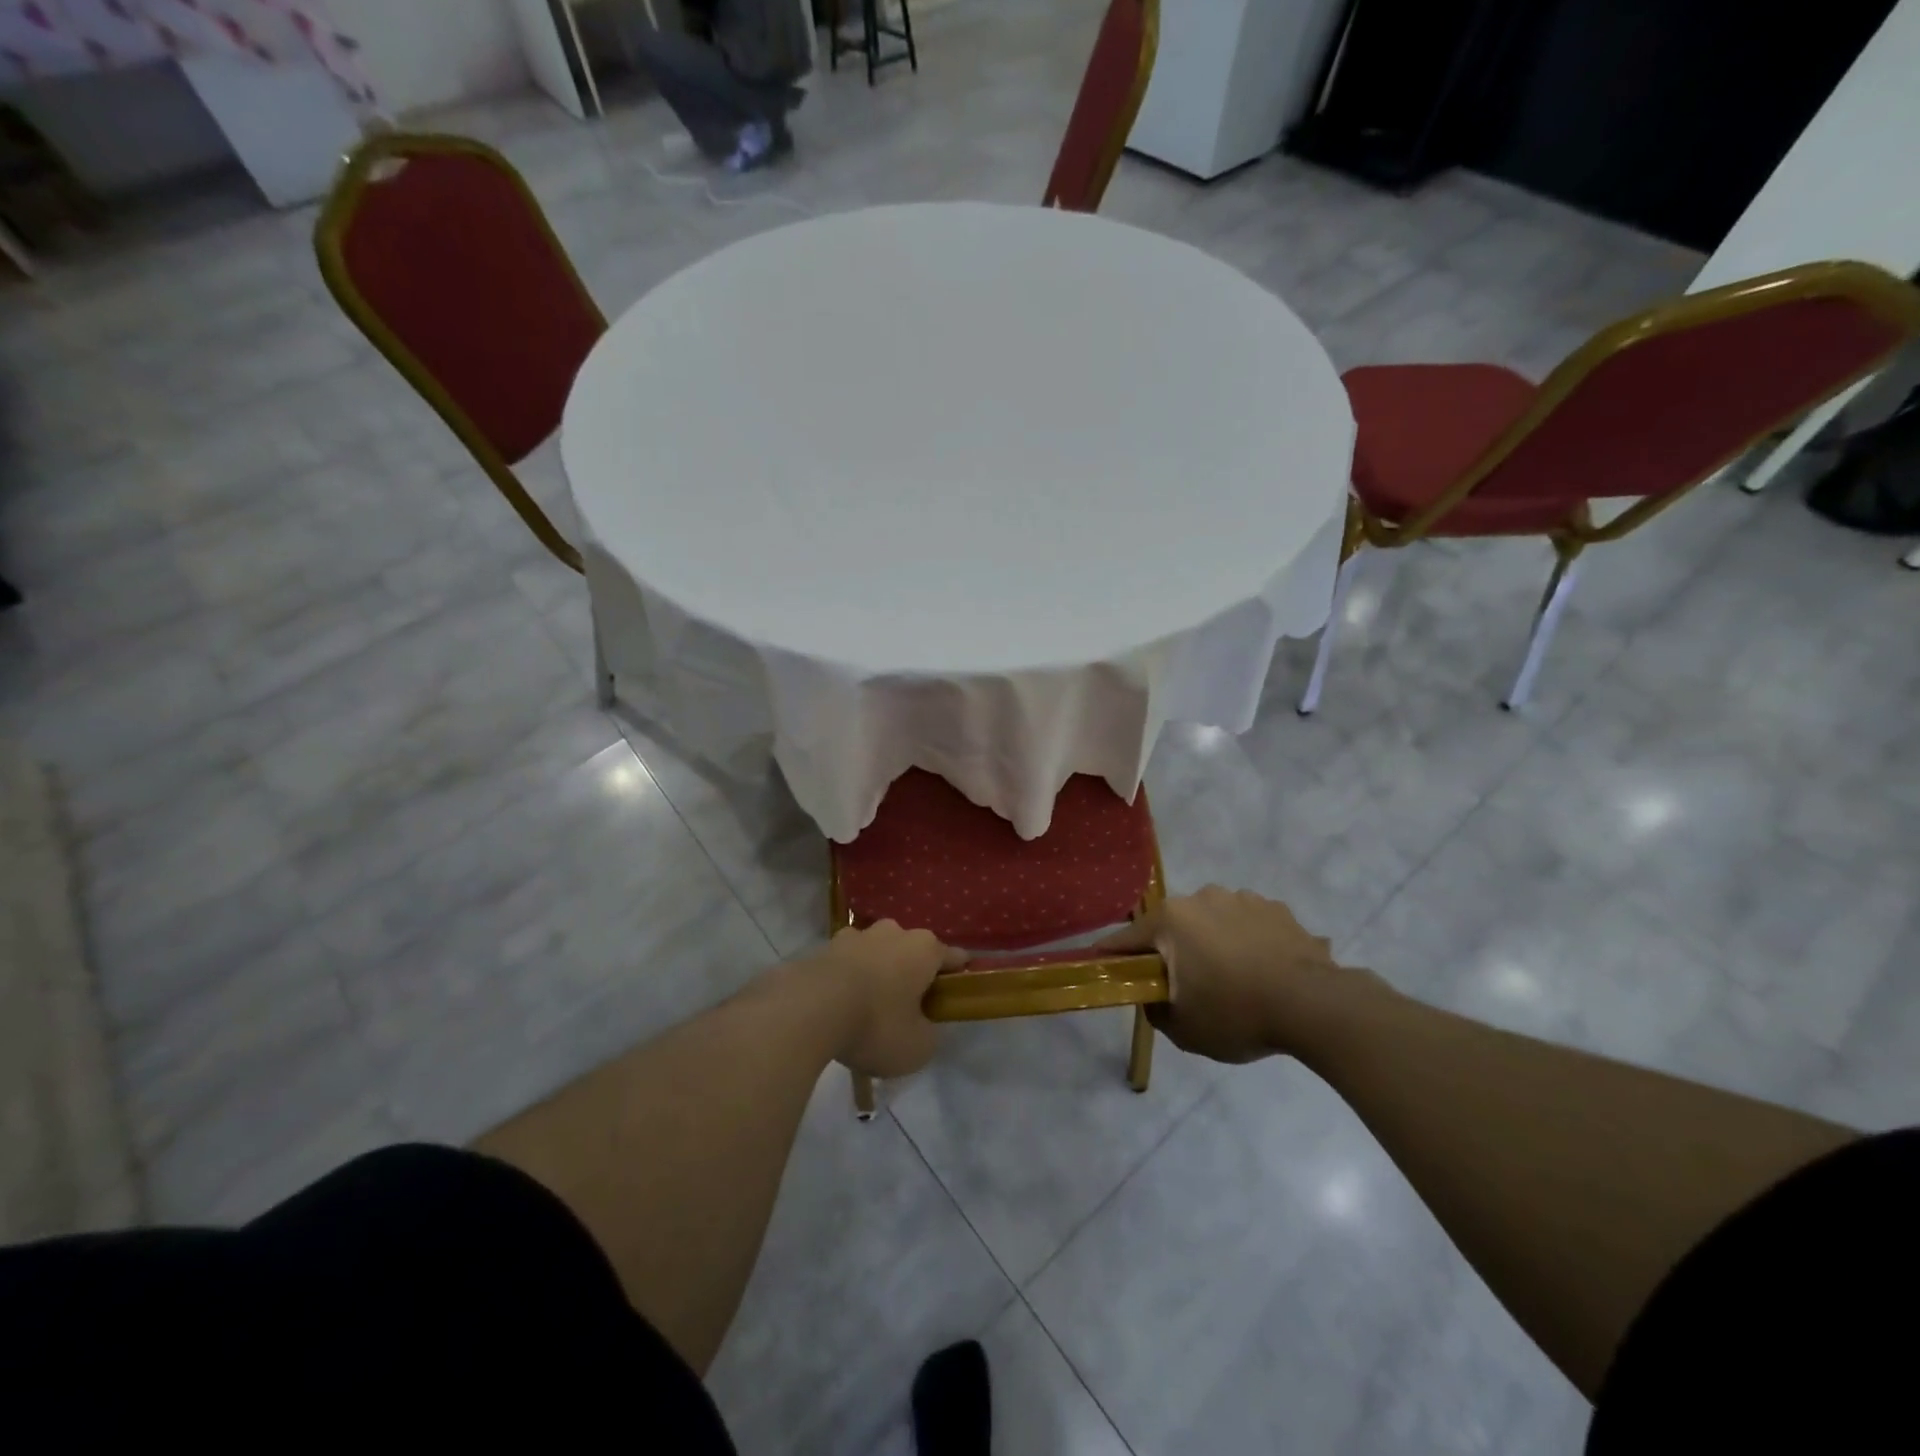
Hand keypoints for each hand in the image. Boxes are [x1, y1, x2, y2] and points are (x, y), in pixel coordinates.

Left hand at [810, 921, 965, 1077]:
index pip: (953, 957)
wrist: (809, 1009)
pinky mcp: (824, 947)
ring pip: (876, 952)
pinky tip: (840, 1004)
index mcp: (924, 948)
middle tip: (908, 1006)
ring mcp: (856, 936)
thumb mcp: (918, 1046)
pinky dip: (847, 978)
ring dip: (877, 971)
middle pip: (911, 950)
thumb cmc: (876, 1024)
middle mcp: (893, 932)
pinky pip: (845, 963)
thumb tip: (922, 1026)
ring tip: (869, 1004)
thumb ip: (928, 1033)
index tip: (958, 991)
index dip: (958, 975)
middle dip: (912, 972)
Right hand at [1099, 887, 1382, 1063]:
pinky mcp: (1277, 909)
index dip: (1113, 955)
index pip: (1127, 938)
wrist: (1315, 1006)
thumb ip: (1156, 1010)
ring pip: (1213, 922)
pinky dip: (1248, 942)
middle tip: (1186, 985)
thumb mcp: (1184, 1029)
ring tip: (1234, 979)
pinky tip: (1264, 971)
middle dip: (1174, 951)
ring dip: (1214, 943)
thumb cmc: (1237, 1013)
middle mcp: (1202, 898)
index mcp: (1171, 920)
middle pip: (1174, 926)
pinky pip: (1249, 924)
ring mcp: (1243, 899)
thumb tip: (1154, 997)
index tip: (1103, 965)